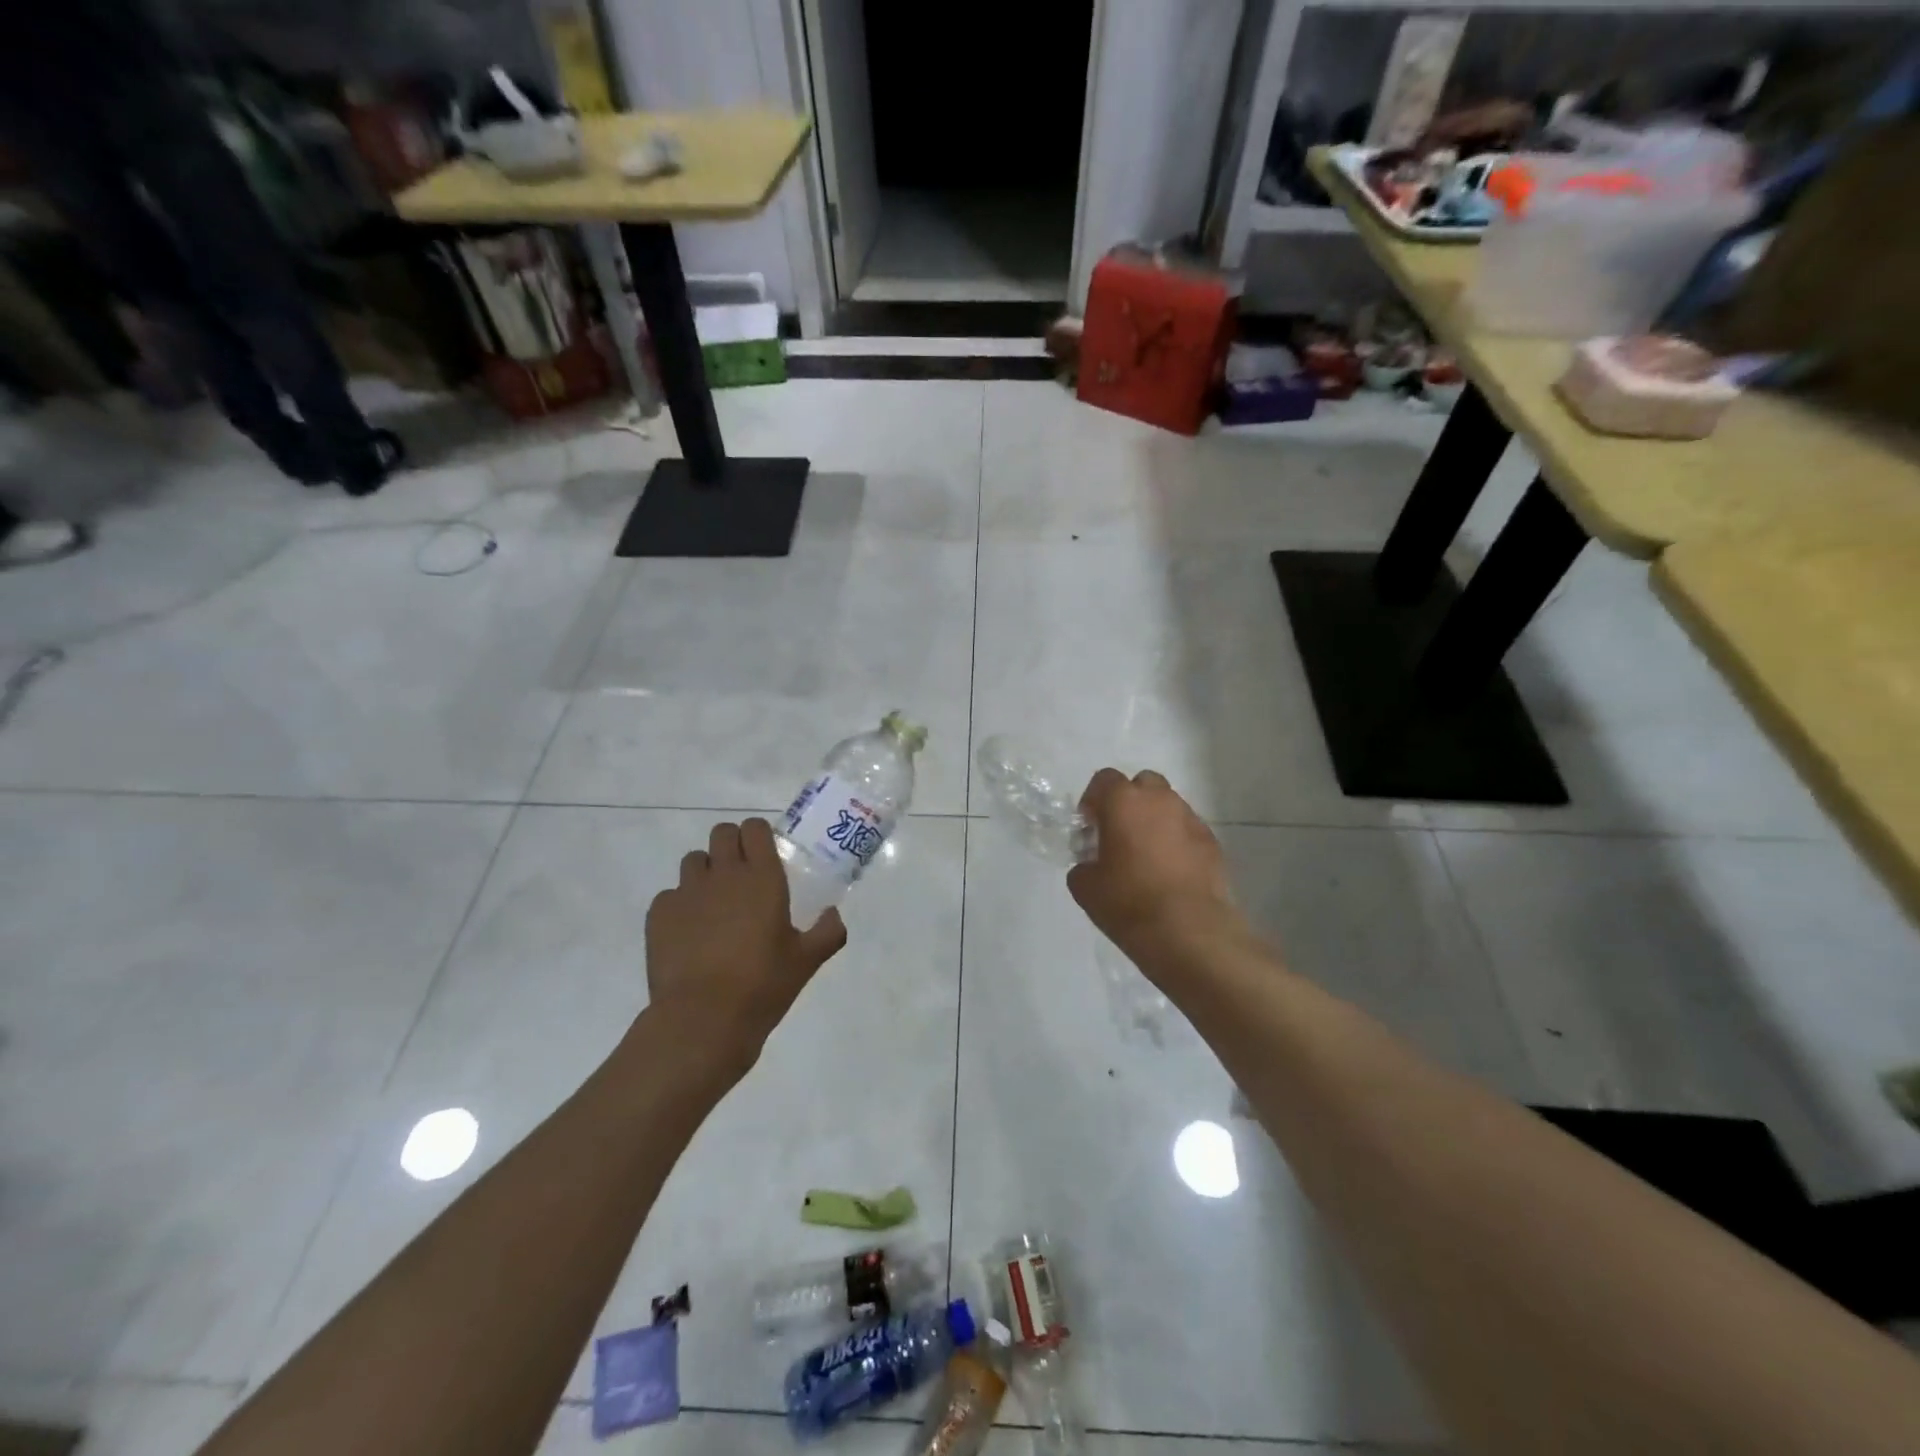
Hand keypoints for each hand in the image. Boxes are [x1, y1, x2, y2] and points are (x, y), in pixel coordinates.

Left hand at [644, 818, 846, 1069]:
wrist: (702, 1020)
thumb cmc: (762, 985)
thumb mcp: (806, 962)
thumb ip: (828, 932)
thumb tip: (834, 915)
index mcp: (762, 878)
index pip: (755, 828)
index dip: (759, 836)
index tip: (766, 856)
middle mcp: (723, 874)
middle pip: (722, 833)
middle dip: (731, 845)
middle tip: (741, 876)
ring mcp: (687, 892)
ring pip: (694, 860)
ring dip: (705, 872)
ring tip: (714, 905)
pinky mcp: (659, 914)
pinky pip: (670, 894)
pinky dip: (681, 905)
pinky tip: (690, 934)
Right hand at [1067, 769, 1243, 967]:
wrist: (1189, 931)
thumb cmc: (1128, 902)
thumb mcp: (1085, 887)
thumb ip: (1083, 865)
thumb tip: (1091, 865)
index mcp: (1123, 802)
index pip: (1104, 779)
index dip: (1093, 800)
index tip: (1089, 827)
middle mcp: (1160, 800)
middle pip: (1142, 784)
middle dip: (1130, 802)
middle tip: (1119, 834)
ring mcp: (1191, 819)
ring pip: (1168, 806)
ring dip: (1155, 822)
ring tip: (1147, 857)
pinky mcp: (1212, 843)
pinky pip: (1188, 831)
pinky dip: (1177, 842)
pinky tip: (1171, 873)